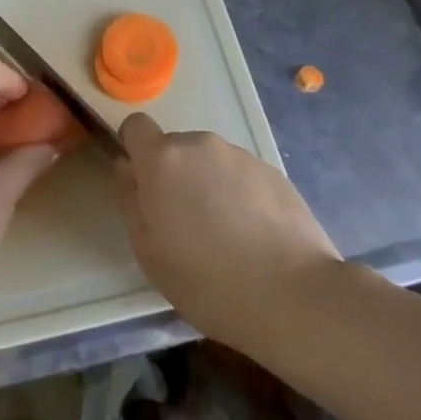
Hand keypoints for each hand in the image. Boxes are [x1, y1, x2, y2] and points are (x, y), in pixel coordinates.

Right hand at [116, 113, 340, 347]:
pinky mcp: (274, 172)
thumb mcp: (148, 251)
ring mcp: (241, 156)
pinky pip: (242, 176)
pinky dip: (241, 196)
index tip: (144, 183)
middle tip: (187, 224)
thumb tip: (127, 167)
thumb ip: (131, 199)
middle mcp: (200, 145)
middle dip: (175, 175)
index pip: (136, 125)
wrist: (293, 295)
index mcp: (163, 160)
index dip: (135, 148)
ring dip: (210, 185)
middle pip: (176, 148)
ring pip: (211, 162)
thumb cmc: (206, 280)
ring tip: (227, 235)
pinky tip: (256, 237)